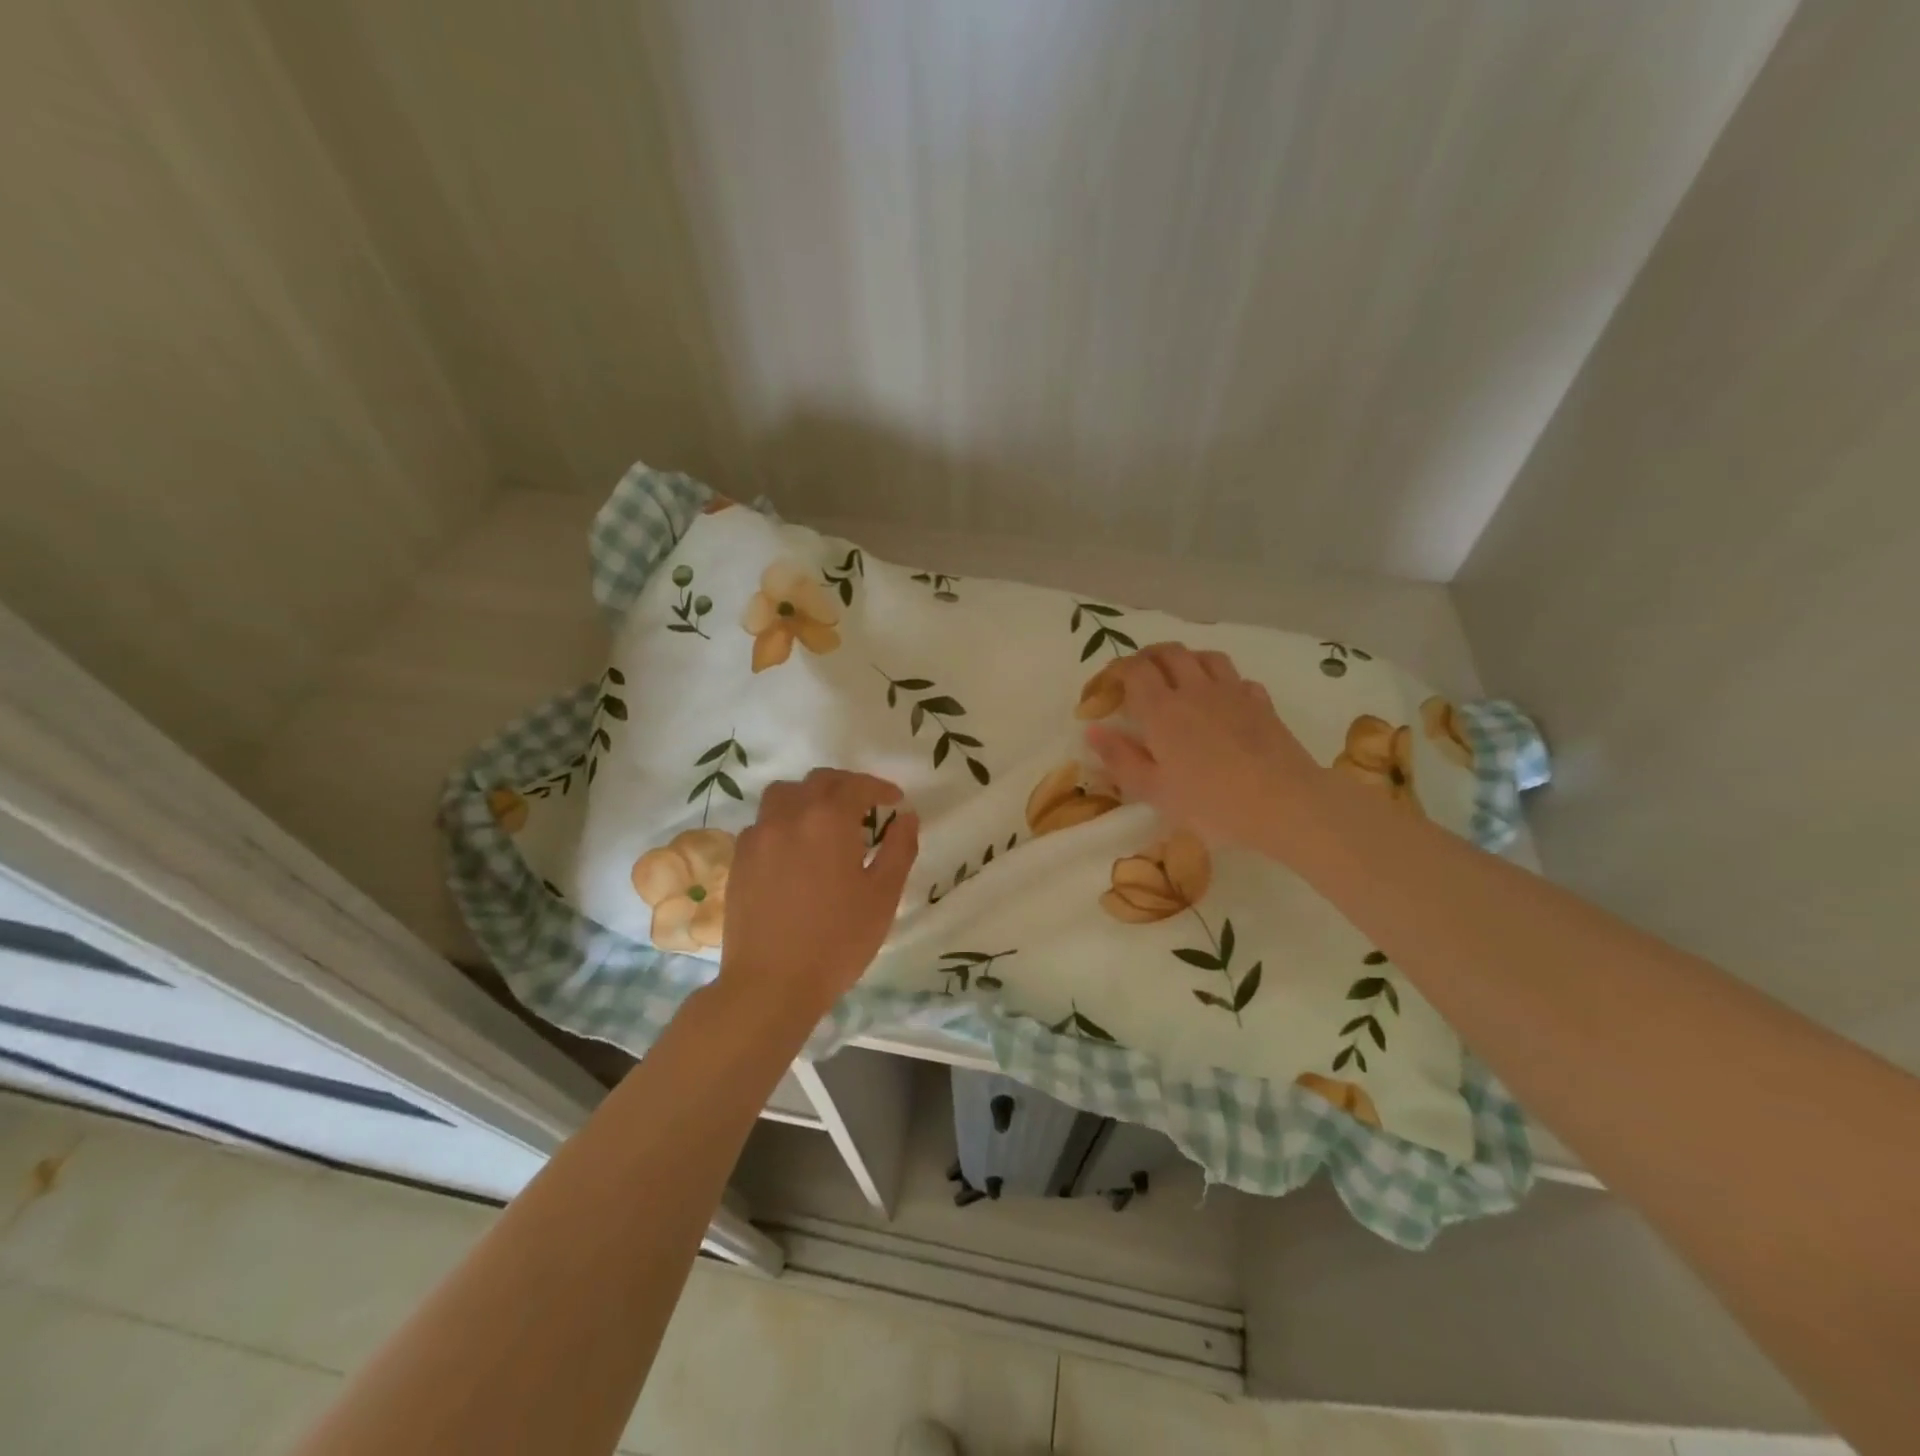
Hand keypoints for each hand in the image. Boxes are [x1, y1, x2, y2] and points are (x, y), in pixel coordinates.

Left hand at [719, 769, 919, 1018]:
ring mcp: (758, 836)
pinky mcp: (739, 859)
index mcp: (829, 820)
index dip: (879, 788)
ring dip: (808, 796)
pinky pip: (763, 823)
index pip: (857, 786)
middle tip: (865, 805)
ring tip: (824, 819)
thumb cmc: (837, 940)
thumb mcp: (883, 896)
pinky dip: (783, 821)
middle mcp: (790, 816)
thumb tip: (907, 816)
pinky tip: (794, 849)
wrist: (771, 984)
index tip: (895, 800)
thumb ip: (900, 849)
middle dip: (846, 786)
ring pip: (783, 794)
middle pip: (818, 782)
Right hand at [1085, 644, 1323, 857]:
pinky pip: (1238, 679)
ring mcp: (1233, 693)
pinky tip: (1222, 700)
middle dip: (1148, 657)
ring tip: (1178, 677)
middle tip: (1137, 675)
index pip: (1134, 670)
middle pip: (1169, 652)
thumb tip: (1092, 729)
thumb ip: (1120, 757)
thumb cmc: (1210, 803)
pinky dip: (1223, 682)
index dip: (1116, 670)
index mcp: (1162, 710)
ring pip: (1205, 657)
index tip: (1106, 685)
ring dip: (1186, 660)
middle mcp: (1195, 690)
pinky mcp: (1262, 704)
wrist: (1284, 804)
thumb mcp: (1154, 790)